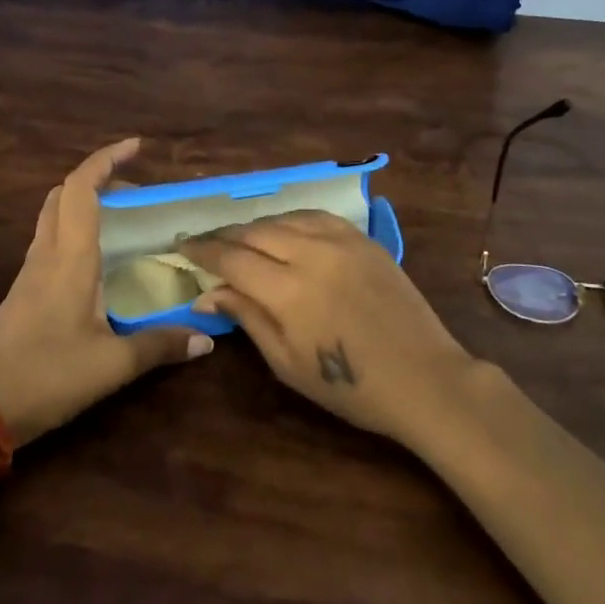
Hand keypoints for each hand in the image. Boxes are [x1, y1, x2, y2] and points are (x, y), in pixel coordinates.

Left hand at [0, 139, 213, 445]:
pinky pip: (50, 242)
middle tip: (136, 191)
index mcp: (70, 258)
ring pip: (53, 216)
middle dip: (98, 179)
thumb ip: (161, 346)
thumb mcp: (112, 364)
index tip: (136, 145)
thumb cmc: (48, 376)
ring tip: (123, 219)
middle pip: (63, 194)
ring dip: (84, 203)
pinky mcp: (23, 291)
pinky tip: (98, 260)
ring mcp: (30, 272)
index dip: (106, 159)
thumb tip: (207, 339)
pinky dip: (75, 230)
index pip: (81, 189)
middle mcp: (47, 254)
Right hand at [179, 210, 474, 444]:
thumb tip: (207, 294)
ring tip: (241, 238)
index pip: (231, 257)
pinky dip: (292, 219)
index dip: (202, 249)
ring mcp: (342, 242)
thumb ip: (248, 319)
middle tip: (206, 243)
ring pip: (284, 218)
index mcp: (288, 291)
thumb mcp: (287, 363)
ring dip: (256, 225)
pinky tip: (285, 229)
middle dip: (224, 235)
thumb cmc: (350, 387)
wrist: (424, 378)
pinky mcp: (364, 240)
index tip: (181, 246)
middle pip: (254, 231)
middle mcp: (311, 254)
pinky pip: (317, 216)